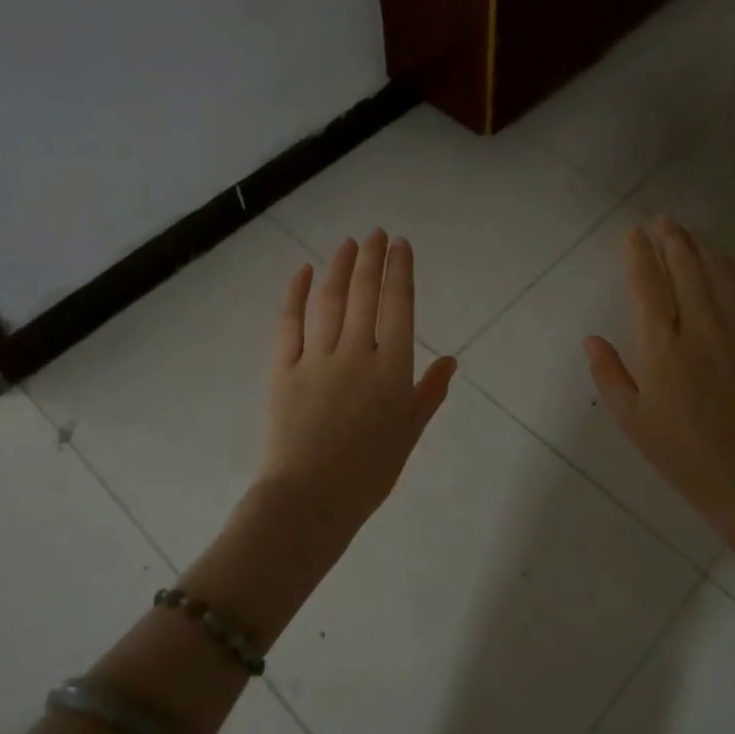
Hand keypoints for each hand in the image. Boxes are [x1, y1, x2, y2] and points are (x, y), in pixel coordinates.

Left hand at [254, 230, 455, 552]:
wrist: (309, 501)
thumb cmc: (368, 473)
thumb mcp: (408, 434)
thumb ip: (429, 394)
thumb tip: (451, 361)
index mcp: (392, 369)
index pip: (399, 306)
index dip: (400, 271)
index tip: (400, 245)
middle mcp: (357, 353)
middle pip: (364, 293)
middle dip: (371, 258)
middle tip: (375, 233)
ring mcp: (317, 358)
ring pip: (329, 300)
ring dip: (338, 267)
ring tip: (346, 243)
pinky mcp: (283, 368)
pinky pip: (289, 322)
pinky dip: (295, 293)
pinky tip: (302, 271)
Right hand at [584, 218, 734, 536]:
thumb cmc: (680, 452)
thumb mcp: (631, 419)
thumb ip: (609, 374)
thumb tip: (591, 338)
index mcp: (661, 348)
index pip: (647, 285)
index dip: (638, 254)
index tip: (631, 232)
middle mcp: (698, 330)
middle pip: (684, 268)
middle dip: (670, 238)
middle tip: (660, 219)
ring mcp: (734, 332)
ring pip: (716, 273)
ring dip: (700, 246)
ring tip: (686, 229)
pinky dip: (732, 268)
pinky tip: (722, 258)